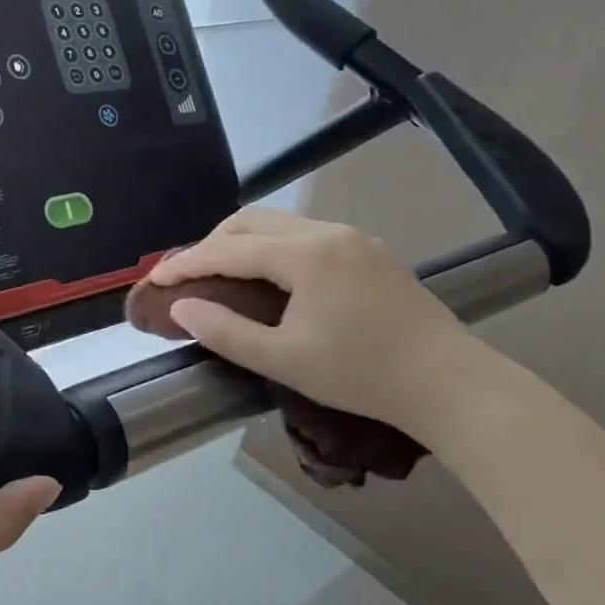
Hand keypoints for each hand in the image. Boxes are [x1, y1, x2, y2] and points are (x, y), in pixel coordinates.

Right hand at [146, 209, 485, 440]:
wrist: (449, 382)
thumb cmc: (361, 374)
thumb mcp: (284, 360)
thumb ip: (225, 331)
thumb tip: (182, 307)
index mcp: (305, 255)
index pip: (228, 249)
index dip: (186, 263)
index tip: (154, 279)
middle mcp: (327, 232)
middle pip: (251, 222)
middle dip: (211, 243)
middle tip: (188, 276)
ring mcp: (353, 237)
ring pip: (279, 223)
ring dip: (242, 242)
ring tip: (222, 273)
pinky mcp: (369, 250)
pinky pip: (306, 233)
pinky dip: (273, 246)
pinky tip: (271, 275)